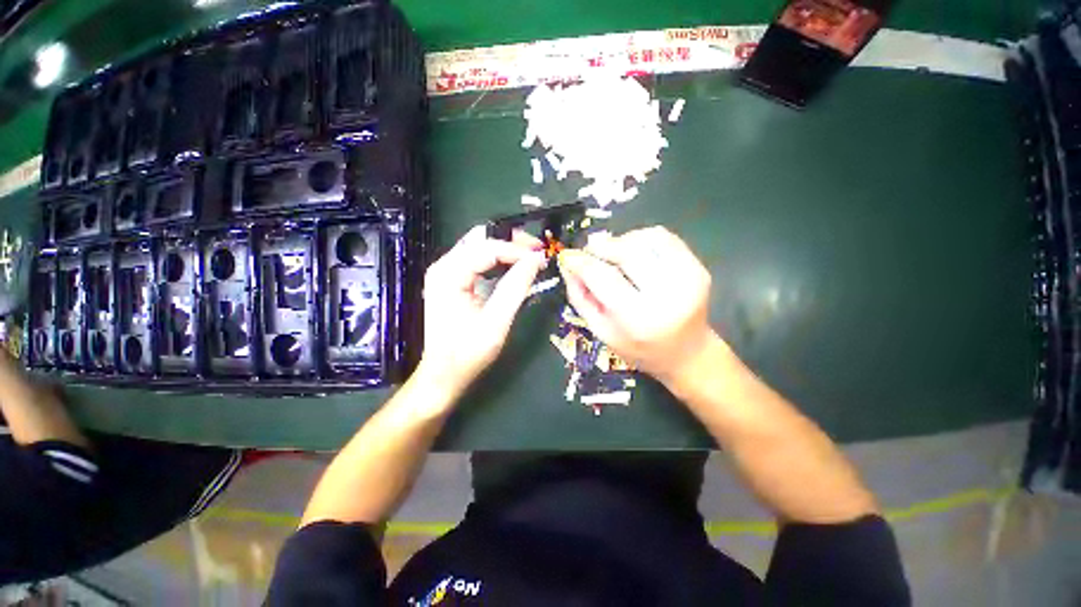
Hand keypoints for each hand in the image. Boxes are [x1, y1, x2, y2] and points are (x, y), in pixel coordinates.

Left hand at [416, 226, 545, 395]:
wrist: (443, 374)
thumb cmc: (467, 353)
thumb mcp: (496, 322)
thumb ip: (515, 288)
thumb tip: (536, 260)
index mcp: (449, 274)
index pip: (487, 248)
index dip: (517, 250)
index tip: (541, 257)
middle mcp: (443, 266)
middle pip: (480, 239)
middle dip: (511, 241)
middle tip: (537, 251)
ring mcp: (445, 272)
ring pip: (479, 247)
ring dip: (505, 249)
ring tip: (530, 256)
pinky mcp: (451, 281)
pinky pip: (477, 260)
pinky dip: (497, 260)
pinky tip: (513, 266)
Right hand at [557, 226, 716, 385]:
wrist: (686, 353)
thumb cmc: (637, 347)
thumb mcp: (600, 330)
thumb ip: (580, 297)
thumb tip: (567, 263)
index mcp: (638, 318)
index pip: (603, 277)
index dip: (581, 262)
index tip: (567, 255)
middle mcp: (666, 295)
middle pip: (627, 251)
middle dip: (601, 246)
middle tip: (589, 251)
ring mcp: (687, 278)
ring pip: (645, 239)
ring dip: (621, 241)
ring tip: (613, 254)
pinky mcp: (698, 267)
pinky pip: (664, 237)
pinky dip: (642, 238)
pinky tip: (634, 252)